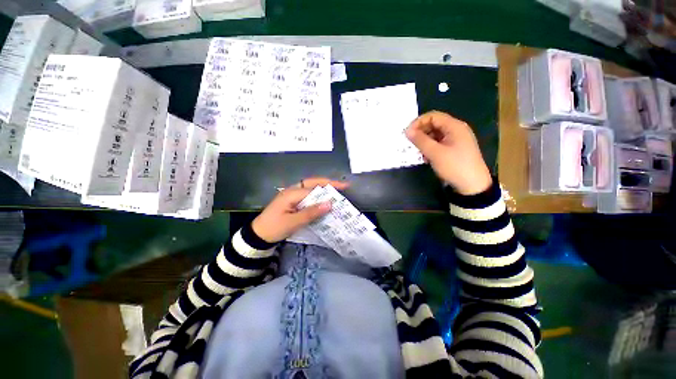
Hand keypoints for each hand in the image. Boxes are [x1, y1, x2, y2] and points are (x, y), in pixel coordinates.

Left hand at [251, 177, 349, 242]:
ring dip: (324, 189)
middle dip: (328, 183)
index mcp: (291, 193)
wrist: (258, 235)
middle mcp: (292, 191)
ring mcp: (292, 195)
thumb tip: (329, 204)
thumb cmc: (274, 228)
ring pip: (311, 188)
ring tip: (338, 192)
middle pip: (313, 182)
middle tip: (343, 185)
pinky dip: (318, 196)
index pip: (314, 189)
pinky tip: (325, 201)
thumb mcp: (293, 222)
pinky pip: (308, 196)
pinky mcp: (293, 201)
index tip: (343, 190)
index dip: (329, 190)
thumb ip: (311, 213)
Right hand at [406, 111, 491, 194]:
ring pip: (435, 135)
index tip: (407, 134)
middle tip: (411, 143)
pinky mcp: (454, 149)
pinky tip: (426, 157)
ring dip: (424, 141)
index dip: (418, 122)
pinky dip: (430, 148)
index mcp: (454, 126)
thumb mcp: (435, 153)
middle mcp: (456, 130)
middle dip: (421, 132)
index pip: (433, 116)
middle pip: (434, 124)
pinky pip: (439, 143)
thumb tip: (407, 131)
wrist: (472, 185)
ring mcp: (456, 140)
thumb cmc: (454, 166)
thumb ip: (420, 140)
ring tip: (418, 152)